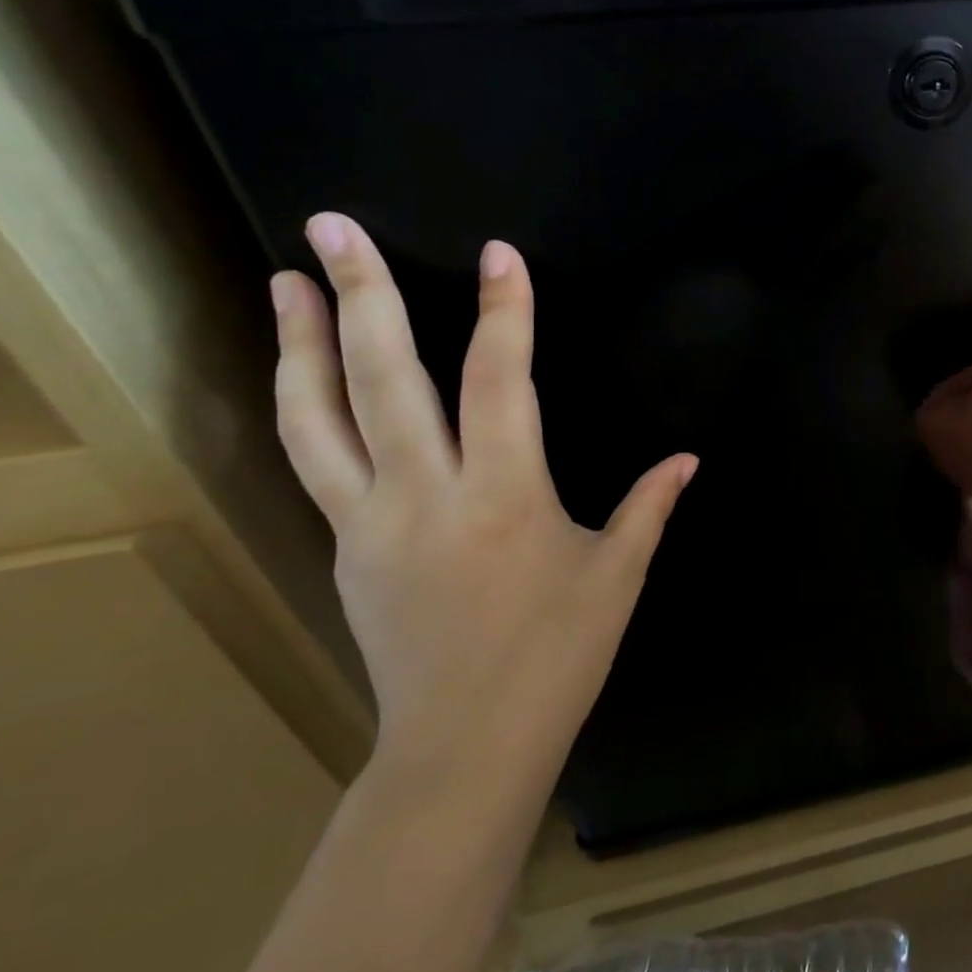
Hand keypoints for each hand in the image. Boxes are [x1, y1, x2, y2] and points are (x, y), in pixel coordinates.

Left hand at [270, 212, 695, 777]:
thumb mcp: (618, 575)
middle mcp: (427, 493)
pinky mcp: (345, 548)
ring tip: (284, 281)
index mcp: (505, 494)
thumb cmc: (558, 652)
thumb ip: (649, 505)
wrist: (466, 743)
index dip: (504, 313)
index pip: (499, 381)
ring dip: (298, 344)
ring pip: (318, 418)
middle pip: (384, 379)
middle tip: (334, 228)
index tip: (501, 256)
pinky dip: (304, 409)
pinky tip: (303, 382)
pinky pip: (316, 464)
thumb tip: (687, 459)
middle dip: (362, 296)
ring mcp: (371, 521)